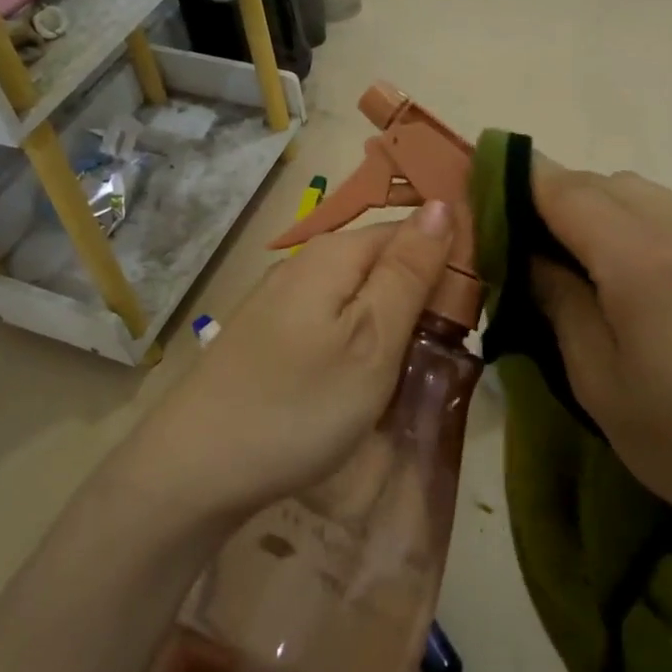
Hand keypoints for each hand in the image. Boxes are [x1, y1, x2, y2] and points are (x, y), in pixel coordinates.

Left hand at [131, 199, 454, 526]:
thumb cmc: (299, 405)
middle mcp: (306, 263)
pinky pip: (333, 321)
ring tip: (408, 373)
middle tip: (443, 355)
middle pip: (384, 262)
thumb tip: (444, 204)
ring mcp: (283, 299)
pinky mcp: (271, 334)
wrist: (196, 468)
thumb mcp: (372, 339)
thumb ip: (409, 271)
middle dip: (421, 299)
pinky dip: (359, 343)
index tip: (475, 316)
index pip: (412, 231)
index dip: (449, 264)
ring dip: (392, 325)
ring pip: (360, 295)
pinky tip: (362, 380)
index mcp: (336, 253)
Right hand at [529, 163, 671, 518]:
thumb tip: (531, 255)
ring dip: (598, 207)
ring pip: (639, 192)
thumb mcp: (597, 380)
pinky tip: (633, 274)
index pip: (565, 190)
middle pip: (602, 182)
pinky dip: (636, 222)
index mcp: (640, 260)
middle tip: (527, 244)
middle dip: (556, 197)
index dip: (520, 180)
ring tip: (578, 260)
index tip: (485, 189)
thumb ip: (559, 302)